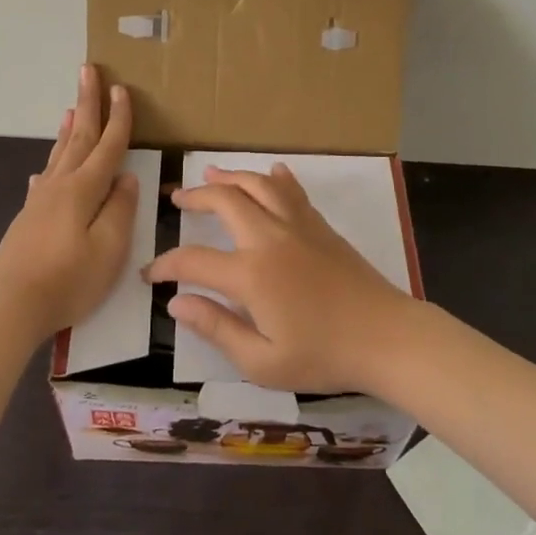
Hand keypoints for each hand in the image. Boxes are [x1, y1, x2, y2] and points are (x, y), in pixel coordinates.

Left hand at [0, 65, 139, 340]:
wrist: (11, 306)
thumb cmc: (68, 280)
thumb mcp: (109, 249)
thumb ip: (120, 209)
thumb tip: (125, 179)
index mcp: (83, 189)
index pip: (107, 145)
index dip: (118, 118)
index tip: (122, 88)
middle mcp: (60, 185)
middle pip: (78, 137)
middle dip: (87, 103)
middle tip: (88, 71)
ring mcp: (40, 200)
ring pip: (59, 154)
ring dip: (68, 129)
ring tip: (71, 108)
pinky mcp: (28, 218)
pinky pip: (44, 178)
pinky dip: (50, 164)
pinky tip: (44, 169)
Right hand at [144, 164, 420, 394]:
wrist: (385, 337)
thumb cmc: (323, 356)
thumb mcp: (261, 362)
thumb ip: (216, 328)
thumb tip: (177, 303)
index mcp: (251, 274)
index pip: (193, 260)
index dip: (166, 265)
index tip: (150, 274)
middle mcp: (270, 238)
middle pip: (225, 201)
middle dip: (196, 196)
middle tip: (177, 198)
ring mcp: (298, 226)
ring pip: (259, 185)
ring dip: (232, 176)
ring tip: (212, 173)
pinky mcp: (321, 227)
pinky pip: (293, 192)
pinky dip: (277, 179)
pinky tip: (273, 172)